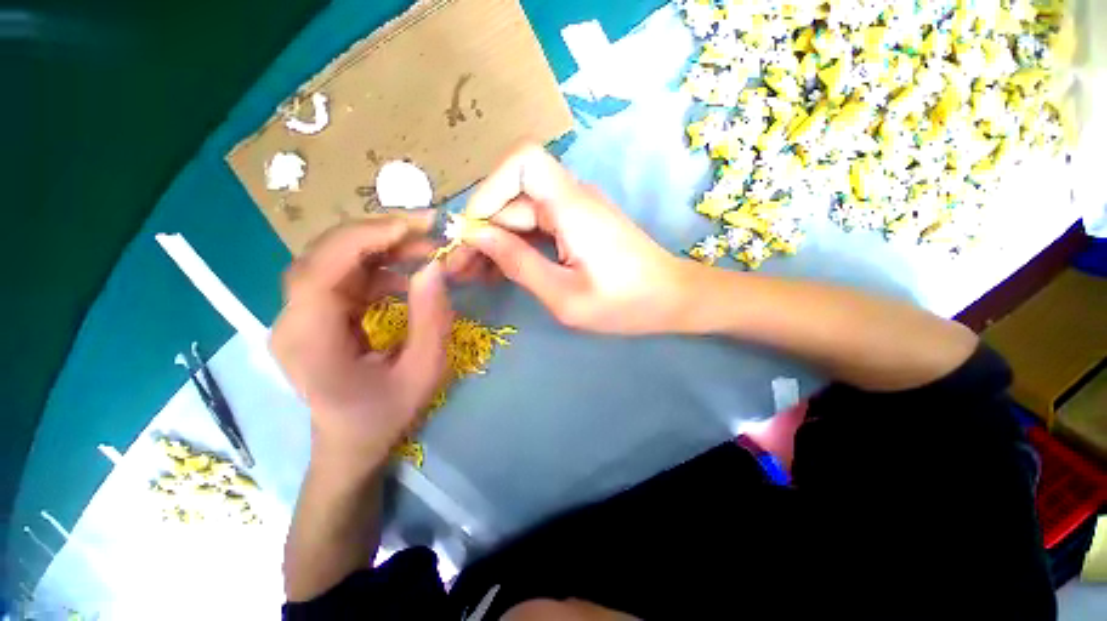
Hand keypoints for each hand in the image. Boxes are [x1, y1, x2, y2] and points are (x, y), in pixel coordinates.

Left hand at [270, 215, 452, 470]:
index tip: (415, 227)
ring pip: (333, 258)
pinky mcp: (315, 313)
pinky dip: (378, 265)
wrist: (351, 441)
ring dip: (381, 247)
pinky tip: (407, 275)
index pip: (321, 269)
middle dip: (377, 234)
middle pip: (323, 254)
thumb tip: (435, 268)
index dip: (366, 238)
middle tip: (426, 229)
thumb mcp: (423, 371)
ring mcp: (301, 314)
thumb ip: (432, 320)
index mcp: (308, 340)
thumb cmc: (385, 414)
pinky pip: (343, 274)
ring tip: (425, 250)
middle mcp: (293, 320)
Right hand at [450, 144, 688, 333]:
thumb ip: (519, 263)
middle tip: (459, 270)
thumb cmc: (625, 304)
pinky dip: (516, 245)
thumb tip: (476, 236)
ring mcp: (576, 210)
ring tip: (475, 276)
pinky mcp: (578, 225)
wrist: (671, 300)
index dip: (489, 190)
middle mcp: (573, 197)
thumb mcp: (564, 296)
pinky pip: (537, 226)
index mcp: (573, 207)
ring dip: (496, 240)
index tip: (472, 233)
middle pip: (514, 195)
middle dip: (482, 229)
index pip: (522, 163)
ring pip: (522, 212)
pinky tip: (501, 271)